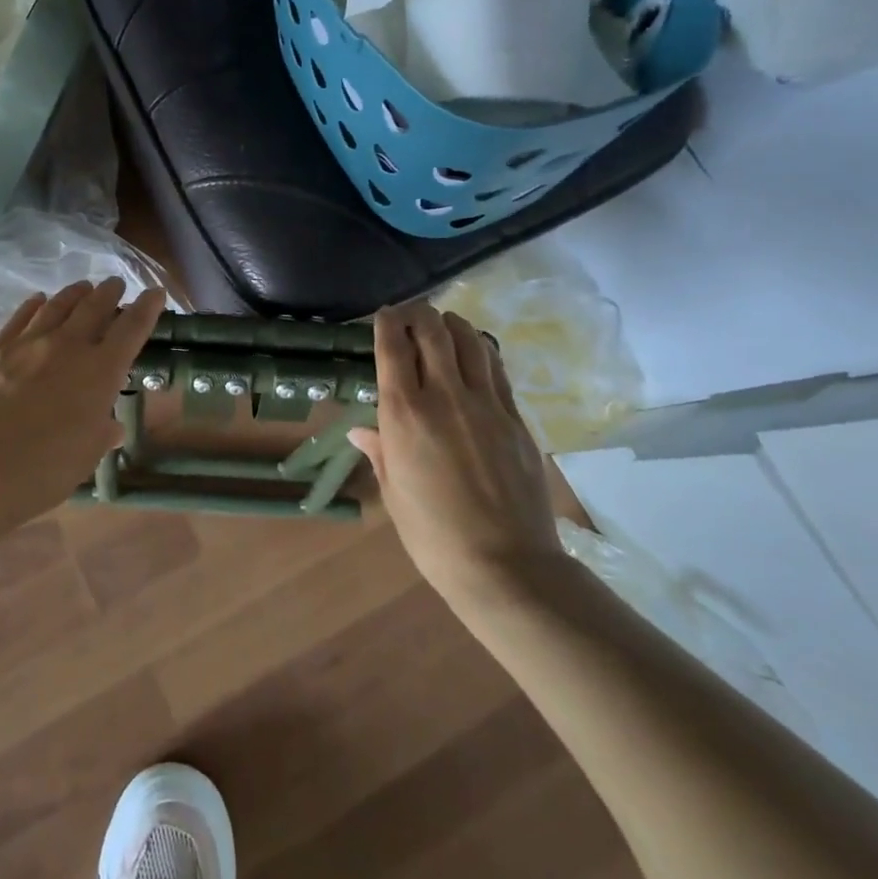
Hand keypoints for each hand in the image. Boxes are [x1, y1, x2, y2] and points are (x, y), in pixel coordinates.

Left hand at [0, 278, 166, 539]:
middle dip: (110, 292)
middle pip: (95, 306)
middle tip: (116, 285)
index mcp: (100, 371)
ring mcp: (28, 344)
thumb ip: (101, 433)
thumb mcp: (85, 457)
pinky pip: (20, 317)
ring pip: (58, 305)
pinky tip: (39, 300)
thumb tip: (111, 425)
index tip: (156, 293)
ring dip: (75, 293)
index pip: (132, 328)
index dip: (147, 308)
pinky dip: (35, 305)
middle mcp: (68, 347)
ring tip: (84, 288)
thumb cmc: (41, 471)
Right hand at [349, 301, 560, 604]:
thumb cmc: (433, 535)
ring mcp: (487, 404)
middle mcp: (445, 396)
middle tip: (411, 313)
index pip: (394, 347)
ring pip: (471, 342)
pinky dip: (482, 351)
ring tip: (443, 324)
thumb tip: (362, 431)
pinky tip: (476, 353)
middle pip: (434, 332)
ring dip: (453, 324)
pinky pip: (497, 369)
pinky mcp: (516, 418)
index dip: (387, 322)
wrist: (505, 565)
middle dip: (419, 313)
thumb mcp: (393, 493)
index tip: (384, 314)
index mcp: (404, 414)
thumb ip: (380, 451)